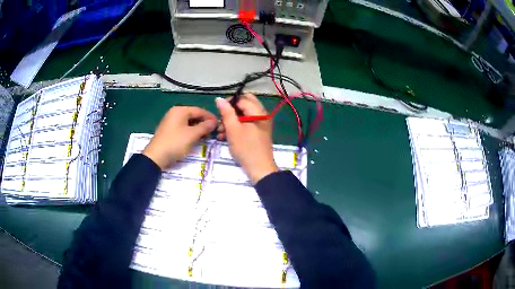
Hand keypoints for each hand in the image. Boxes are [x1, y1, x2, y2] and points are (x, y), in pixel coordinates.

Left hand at [143, 107, 216, 169]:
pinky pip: (183, 127)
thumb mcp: (192, 135)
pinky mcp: (168, 130)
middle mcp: (175, 112)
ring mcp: (170, 121)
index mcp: (180, 110)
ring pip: (188, 122)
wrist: (156, 156)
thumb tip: (214, 122)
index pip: (199, 110)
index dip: (210, 117)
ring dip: (198, 128)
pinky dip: (190, 131)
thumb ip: (204, 127)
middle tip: (213, 132)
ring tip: (206, 136)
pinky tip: (195, 138)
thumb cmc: (175, 143)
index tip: (219, 124)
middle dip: (204, 123)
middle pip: (194, 115)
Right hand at [216, 94, 278, 183]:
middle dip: (230, 111)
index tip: (218, 111)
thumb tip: (219, 98)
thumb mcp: (233, 129)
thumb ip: (226, 112)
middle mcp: (261, 115)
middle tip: (220, 119)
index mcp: (258, 111)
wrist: (259, 168)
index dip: (229, 102)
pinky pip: (245, 125)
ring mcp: (260, 124)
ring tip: (219, 132)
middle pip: (243, 105)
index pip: (242, 98)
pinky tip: (224, 136)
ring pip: (243, 116)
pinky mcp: (257, 133)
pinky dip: (235, 128)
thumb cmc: (246, 148)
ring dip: (230, 121)